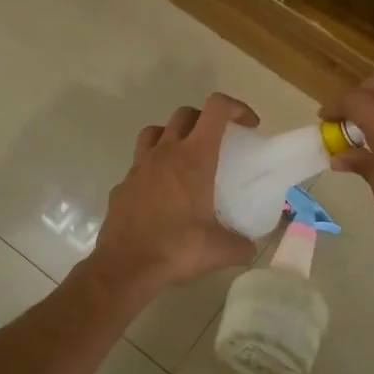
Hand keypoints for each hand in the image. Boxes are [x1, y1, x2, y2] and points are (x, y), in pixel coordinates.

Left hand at [91, 93, 260, 289]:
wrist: (125, 266)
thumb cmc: (177, 248)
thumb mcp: (220, 250)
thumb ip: (242, 245)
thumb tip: (250, 247)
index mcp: (194, 157)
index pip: (216, 109)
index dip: (236, 107)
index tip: (249, 126)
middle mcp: (166, 152)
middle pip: (185, 114)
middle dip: (205, 119)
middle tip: (219, 141)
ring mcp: (139, 166)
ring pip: (156, 131)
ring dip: (173, 135)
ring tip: (185, 158)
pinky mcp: (123, 184)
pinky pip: (139, 164)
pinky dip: (153, 168)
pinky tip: (161, 193)